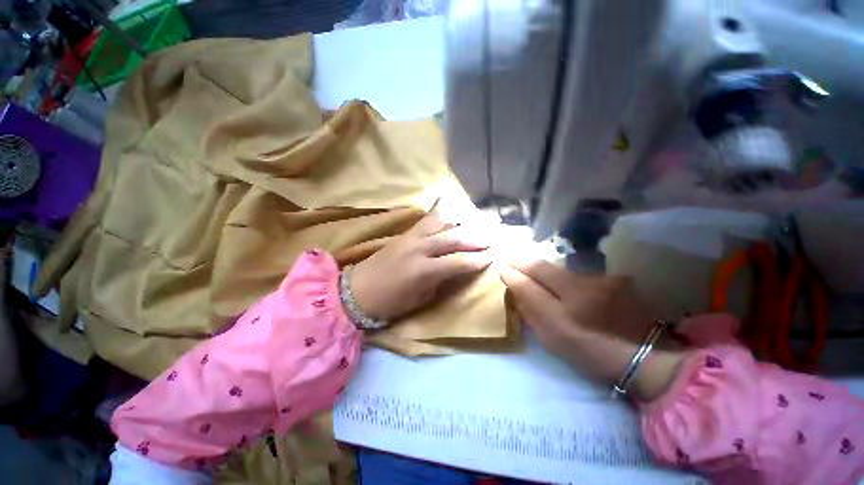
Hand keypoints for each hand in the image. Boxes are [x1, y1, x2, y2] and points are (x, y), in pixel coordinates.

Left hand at [350, 212, 492, 320]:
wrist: (358, 290)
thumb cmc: (391, 302)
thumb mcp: (420, 298)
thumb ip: (440, 281)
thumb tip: (455, 270)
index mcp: (423, 270)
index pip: (457, 262)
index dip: (476, 260)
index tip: (491, 257)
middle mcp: (419, 249)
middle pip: (452, 239)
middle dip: (473, 239)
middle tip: (489, 240)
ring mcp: (410, 238)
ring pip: (440, 224)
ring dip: (459, 225)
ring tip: (472, 227)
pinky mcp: (403, 233)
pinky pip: (426, 222)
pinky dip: (441, 219)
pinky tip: (450, 218)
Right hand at [499, 260, 653, 351]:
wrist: (644, 359)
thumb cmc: (590, 353)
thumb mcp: (552, 338)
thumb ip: (530, 309)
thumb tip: (514, 285)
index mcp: (567, 309)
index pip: (531, 282)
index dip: (514, 272)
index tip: (501, 266)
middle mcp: (584, 288)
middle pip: (545, 267)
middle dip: (524, 262)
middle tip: (511, 260)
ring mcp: (602, 281)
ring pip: (562, 269)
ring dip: (546, 270)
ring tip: (535, 272)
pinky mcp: (615, 279)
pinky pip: (579, 273)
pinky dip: (566, 276)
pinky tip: (566, 283)